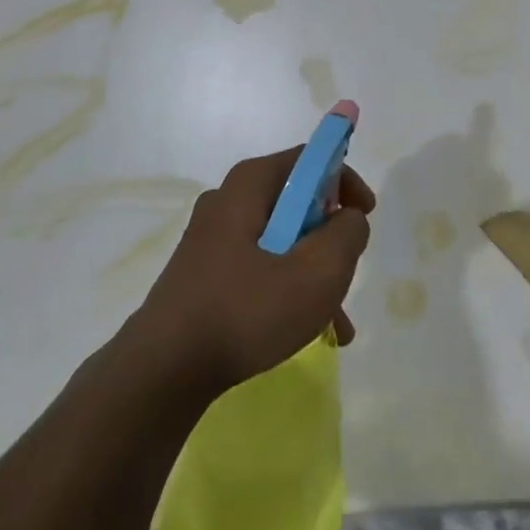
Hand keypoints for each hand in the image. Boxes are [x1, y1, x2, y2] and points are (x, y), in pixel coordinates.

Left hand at [133, 149, 373, 394]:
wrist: (164, 370)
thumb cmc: (246, 311)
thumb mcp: (317, 272)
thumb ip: (347, 234)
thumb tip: (350, 217)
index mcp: (249, 185)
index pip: (310, 159)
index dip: (345, 182)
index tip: (365, 217)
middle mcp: (228, 201)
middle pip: (297, 203)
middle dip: (330, 238)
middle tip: (346, 273)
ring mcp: (211, 239)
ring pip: (281, 242)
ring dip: (313, 273)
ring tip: (337, 323)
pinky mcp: (204, 273)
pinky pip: (259, 268)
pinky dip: (287, 290)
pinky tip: (308, 332)